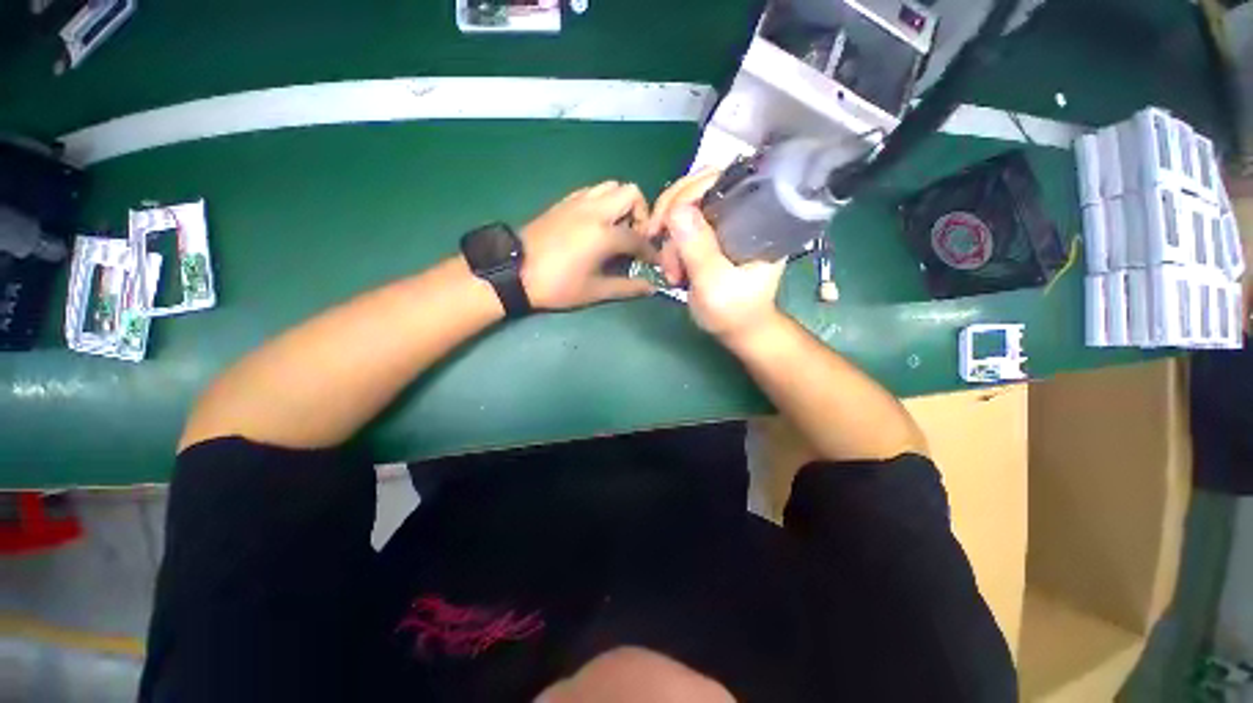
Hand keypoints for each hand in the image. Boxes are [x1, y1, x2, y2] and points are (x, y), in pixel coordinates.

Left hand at [520, 181, 655, 310]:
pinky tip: (596, 224)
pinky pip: (592, 191)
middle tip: (635, 237)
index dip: (651, 251)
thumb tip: (651, 288)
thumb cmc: (557, 285)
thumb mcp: (594, 291)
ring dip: (621, 204)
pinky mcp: (564, 202)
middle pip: (631, 193)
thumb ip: (627, 287)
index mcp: (604, 234)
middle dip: (641, 214)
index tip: (655, 262)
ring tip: (617, 229)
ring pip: (611, 186)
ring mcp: (578, 202)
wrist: (513, 271)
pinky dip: (602, 201)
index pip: (639, 237)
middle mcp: (595, 210)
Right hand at [647, 170, 785, 340]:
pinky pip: (682, 228)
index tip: (662, 222)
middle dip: (671, 216)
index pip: (721, 181)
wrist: (738, 330)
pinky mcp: (711, 238)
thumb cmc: (734, 312)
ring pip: (685, 210)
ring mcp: (724, 225)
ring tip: (673, 274)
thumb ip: (697, 248)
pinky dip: (671, 247)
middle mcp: (740, 213)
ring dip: (670, 242)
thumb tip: (675, 210)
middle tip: (655, 240)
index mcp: (756, 218)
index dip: (687, 193)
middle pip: (698, 189)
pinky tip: (673, 270)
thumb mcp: (715, 284)